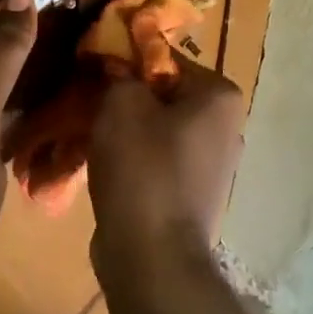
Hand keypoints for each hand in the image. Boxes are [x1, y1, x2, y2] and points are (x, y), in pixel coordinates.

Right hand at [88, 54, 244, 281]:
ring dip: (124, 129)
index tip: (91, 69)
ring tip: (87, 132)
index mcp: (220, 97)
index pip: (165, 58)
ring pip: (157, 129)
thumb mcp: (122, 104)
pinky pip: (157, 160)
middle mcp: (226, 127)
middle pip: (163, 95)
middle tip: (86, 100)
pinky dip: (132, 158)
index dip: (125, 60)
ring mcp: (212, 165)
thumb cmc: (142, 167)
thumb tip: (115, 63)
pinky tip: (102, 164)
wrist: (152, 255)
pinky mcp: (192, 194)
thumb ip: (119, 73)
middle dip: (124, 97)